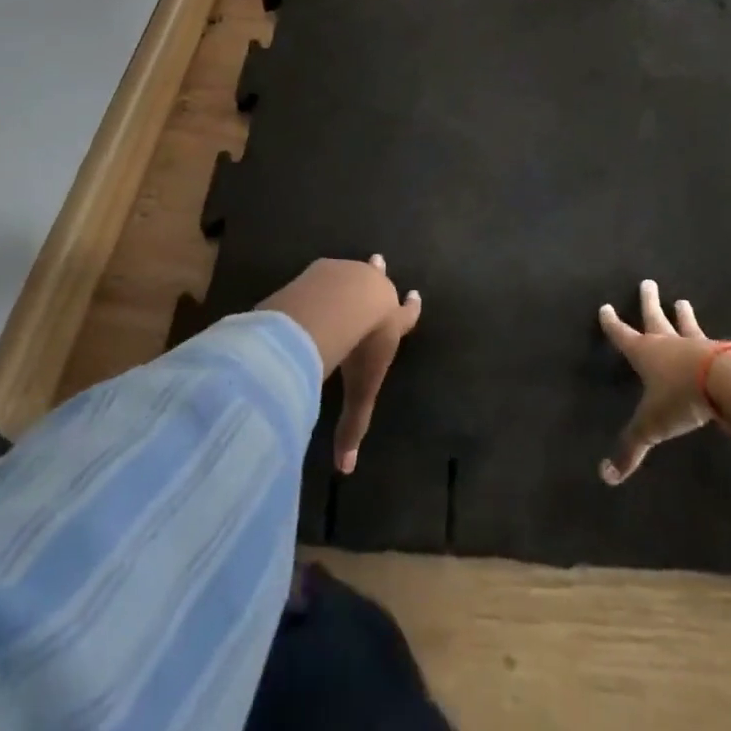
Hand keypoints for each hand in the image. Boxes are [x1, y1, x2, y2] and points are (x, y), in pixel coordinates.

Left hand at [335, 255, 421, 474]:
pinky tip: (315, 282)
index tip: (416, 294)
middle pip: (380, 280)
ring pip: (356, 271)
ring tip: (350, 271)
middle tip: (379, 261)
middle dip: (380, 275)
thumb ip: (353, 426)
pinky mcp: (327, 267)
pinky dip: (324, 277)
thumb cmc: (361, 347)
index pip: (407, 314)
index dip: (411, 307)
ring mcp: (352, 274)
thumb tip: (346, 470)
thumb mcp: (361, 389)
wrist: (342, 303)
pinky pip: (327, 271)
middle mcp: (376, 291)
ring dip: (355, 273)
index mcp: (392, 320)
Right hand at [598, 278, 718, 484]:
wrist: (728, 383)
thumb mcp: (652, 426)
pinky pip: (714, 344)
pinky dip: (712, 341)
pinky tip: (719, 341)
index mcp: (645, 353)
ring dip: (683, 315)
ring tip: (683, 301)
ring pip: (686, 325)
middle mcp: (668, 343)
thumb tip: (606, 477)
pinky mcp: (724, 353)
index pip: (623, 335)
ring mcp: (697, 345)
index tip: (606, 307)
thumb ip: (631, 448)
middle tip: (648, 283)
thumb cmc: (681, 398)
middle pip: (655, 318)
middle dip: (648, 302)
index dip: (613, 324)